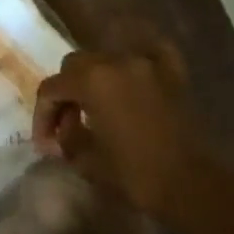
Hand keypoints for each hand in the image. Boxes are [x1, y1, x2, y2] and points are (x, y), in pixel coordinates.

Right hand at [32, 39, 220, 220]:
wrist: (191, 184)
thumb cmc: (134, 174)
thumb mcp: (86, 159)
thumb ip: (66, 135)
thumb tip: (64, 126)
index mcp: (92, 80)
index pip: (52, 88)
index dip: (42, 115)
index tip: (45, 143)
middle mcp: (117, 60)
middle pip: (76, 65)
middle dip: (65, 92)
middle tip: (66, 123)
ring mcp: (148, 62)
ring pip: (107, 57)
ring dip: (94, 77)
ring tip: (95, 105)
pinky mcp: (173, 71)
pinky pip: (148, 49)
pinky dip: (134, 57)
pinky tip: (129, 71)